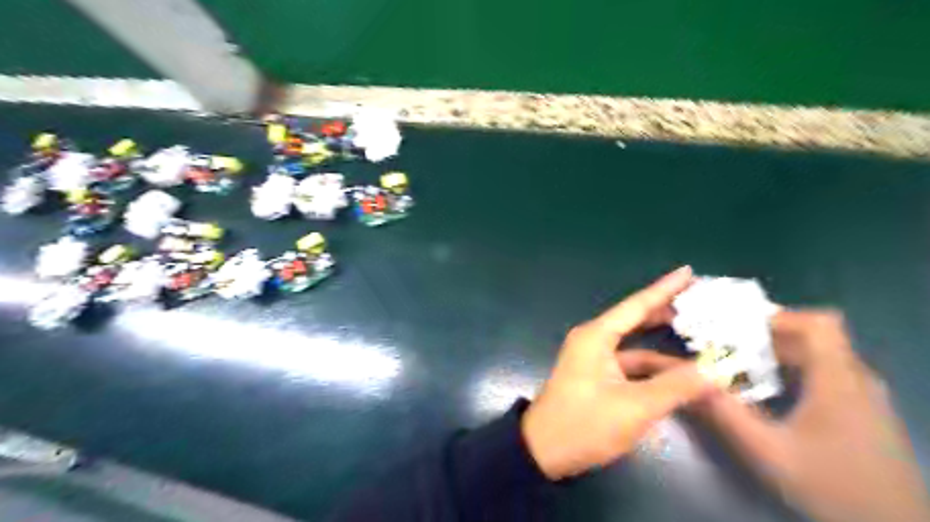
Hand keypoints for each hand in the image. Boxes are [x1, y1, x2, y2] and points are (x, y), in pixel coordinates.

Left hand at [522, 268, 717, 477]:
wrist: (543, 450)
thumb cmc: (584, 423)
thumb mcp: (634, 407)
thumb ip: (676, 386)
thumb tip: (716, 370)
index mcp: (597, 336)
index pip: (637, 305)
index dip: (665, 288)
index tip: (688, 272)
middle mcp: (594, 339)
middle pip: (636, 320)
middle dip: (667, 312)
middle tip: (702, 304)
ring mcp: (594, 358)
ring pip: (635, 345)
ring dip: (664, 346)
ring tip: (700, 339)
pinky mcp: (596, 376)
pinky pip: (630, 364)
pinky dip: (652, 368)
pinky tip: (678, 375)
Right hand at [689, 311, 928, 521]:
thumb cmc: (833, 487)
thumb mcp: (768, 452)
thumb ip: (725, 413)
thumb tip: (684, 381)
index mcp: (839, 380)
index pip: (818, 323)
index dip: (777, 316)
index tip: (739, 327)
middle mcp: (856, 379)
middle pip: (812, 336)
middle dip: (765, 334)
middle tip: (726, 343)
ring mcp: (863, 395)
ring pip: (818, 354)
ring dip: (777, 352)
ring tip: (739, 362)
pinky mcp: (862, 410)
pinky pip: (824, 372)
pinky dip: (792, 369)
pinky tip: (768, 389)